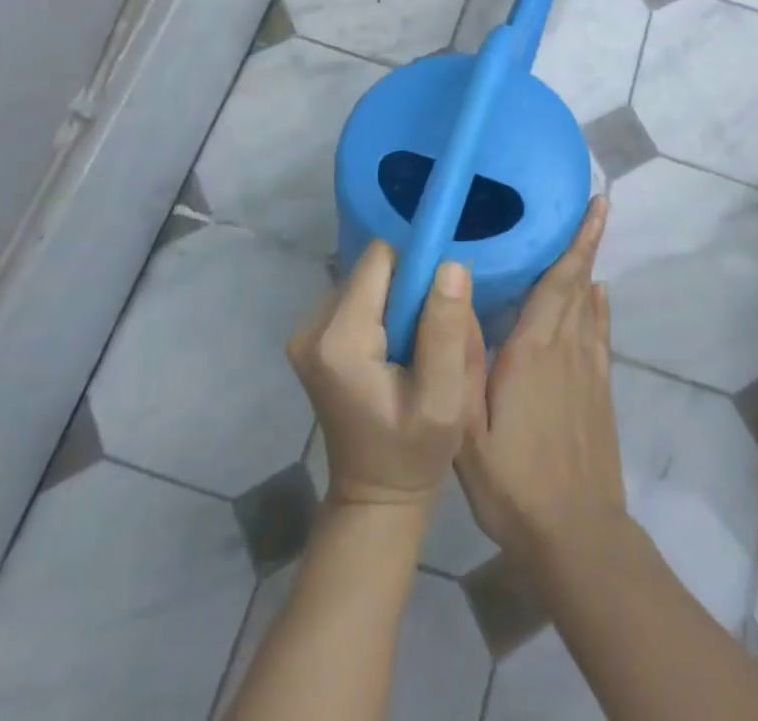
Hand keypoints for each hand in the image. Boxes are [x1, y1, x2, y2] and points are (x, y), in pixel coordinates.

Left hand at [287, 241, 484, 509]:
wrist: (375, 498)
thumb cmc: (413, 453)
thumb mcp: (443, 399)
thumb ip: (445, 330)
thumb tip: (450, 264)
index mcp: (339, 339)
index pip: (381, 259)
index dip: (416, 271)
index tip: (439, 306)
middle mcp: (312, 327)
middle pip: (374, 270)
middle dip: (409, 292)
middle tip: (429, 339)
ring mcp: (307, 333)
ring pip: (368, 283)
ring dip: (397, 305)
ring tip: (414, 351)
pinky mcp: (312, 340)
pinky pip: (359, 300)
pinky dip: (383, 316)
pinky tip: (395, 354)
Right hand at [456, 196, 625, 556]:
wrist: (576, 536)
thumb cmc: (513, 483)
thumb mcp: (467, 430)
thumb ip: (461, 360)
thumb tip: (456, 294)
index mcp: (533, 351)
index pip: (559, 282)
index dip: (577, 241)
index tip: (596, 204)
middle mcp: (566, 349)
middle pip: (577, 284)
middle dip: (585, 243)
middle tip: (593, 206)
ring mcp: (588, 370)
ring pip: (590, 306)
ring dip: (590, 269)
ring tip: (589, 237)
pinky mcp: (599, 392)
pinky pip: (600, 335)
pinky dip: (599, 308)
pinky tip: (597, 295)